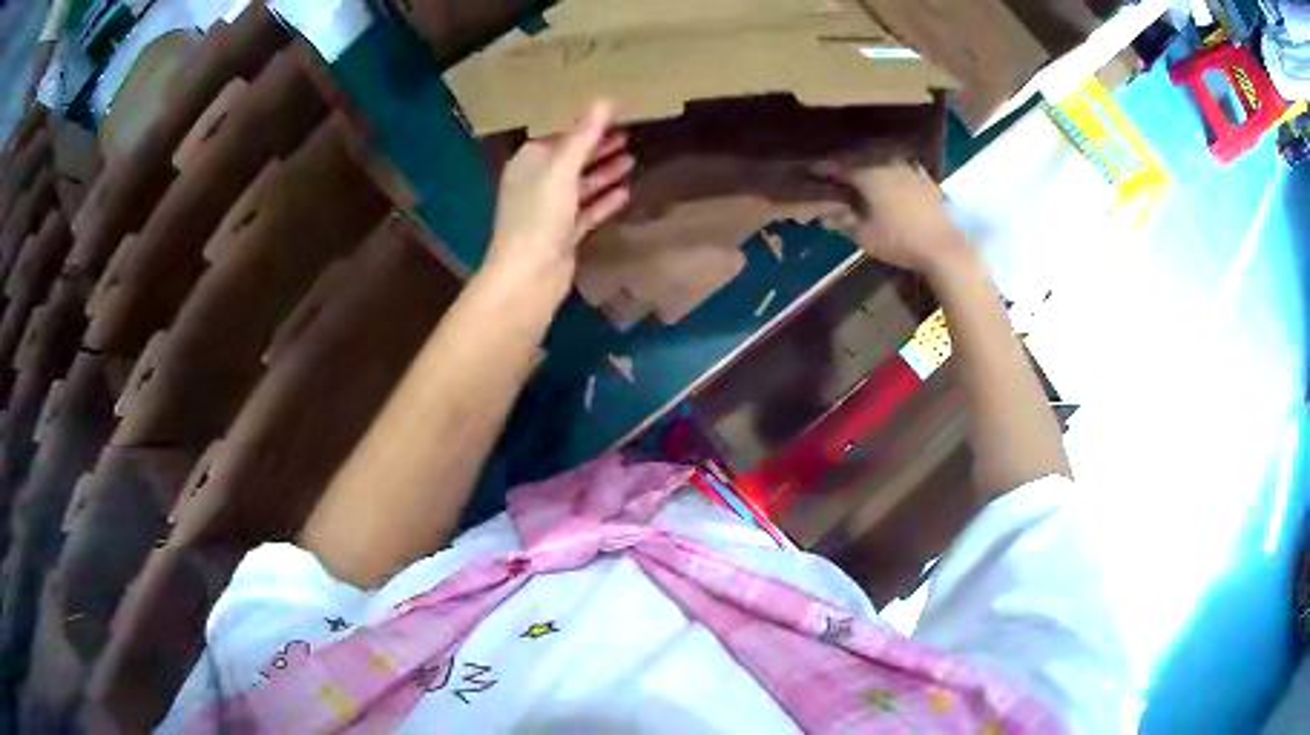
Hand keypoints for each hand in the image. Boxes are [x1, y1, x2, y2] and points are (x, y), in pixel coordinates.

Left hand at [485, 100, 633, 305]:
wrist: (529, 277)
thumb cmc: (539, 217)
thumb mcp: (562, 170)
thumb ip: (583, 136)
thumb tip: (604, 99)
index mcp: (528, 163)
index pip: (558, 136)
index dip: (584, 125)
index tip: (614, 114)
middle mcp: (537, 184)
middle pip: (571, 159)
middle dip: (598, 147)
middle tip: (629, 133)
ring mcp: (550, 211)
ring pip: (581, 185)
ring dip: (604, 173)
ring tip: (632, 159)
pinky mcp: (563, 235)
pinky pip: (587, 212)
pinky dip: (603, 201)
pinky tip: (626, 192)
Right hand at [817, 161, 969, 275]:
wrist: (942, 247)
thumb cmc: (899, 241)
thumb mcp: (865, 236)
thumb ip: (843, 221)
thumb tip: (824, 214)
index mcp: (869, 176)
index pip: (839, 165)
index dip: (824, 168)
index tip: (812, 170)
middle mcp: (888, 165)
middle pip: (862, 159)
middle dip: (848, 165)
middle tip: (836, 173)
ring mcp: (910, 170)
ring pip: (885, 161)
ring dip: (872, 165)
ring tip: (865, 173)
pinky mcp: (927, 180)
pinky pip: (906, 168)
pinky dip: (896, 170)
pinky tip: (896, 175)